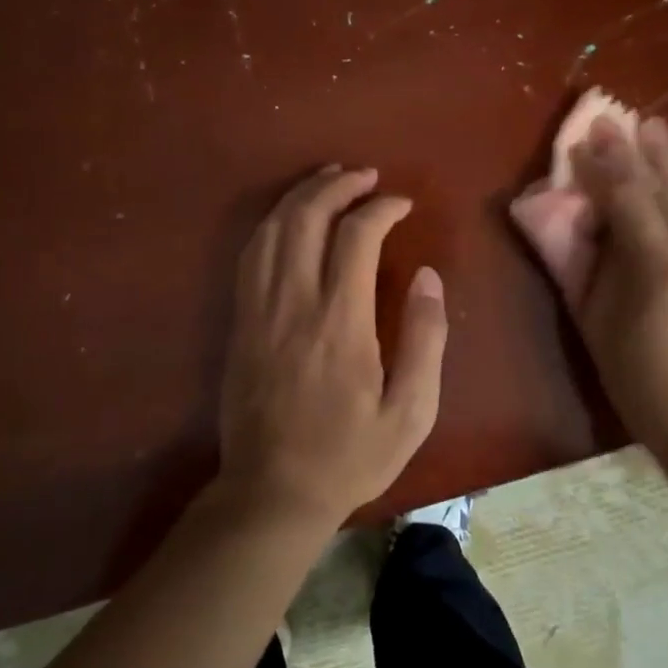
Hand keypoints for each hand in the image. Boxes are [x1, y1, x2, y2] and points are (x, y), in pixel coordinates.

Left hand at [216, 165, 447, 529]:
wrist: (272, 492)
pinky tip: (289, 217)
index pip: (357, 236)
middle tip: (365, 175)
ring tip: (330, 180)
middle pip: (307, 217)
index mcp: (341, 322)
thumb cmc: (350, 455)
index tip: (402, 204)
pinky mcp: (240, 320)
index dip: (381, 208)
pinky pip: (250, 253)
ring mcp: (259, 309)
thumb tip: (427, 276)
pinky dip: (272, 222)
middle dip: (337, 185)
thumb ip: (425, 339)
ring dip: (302, 195)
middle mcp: (294, 302)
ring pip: (273, 228)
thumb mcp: (411, 412)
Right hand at [510, 115, 667, 473]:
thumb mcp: (599, 331)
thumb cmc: (647, 390)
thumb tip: (585, 222)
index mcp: (661, 270)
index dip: (605, 167)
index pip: (627, 201)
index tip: (589, 136)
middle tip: (622, 118)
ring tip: (661, 131)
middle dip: (640, 153)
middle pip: (667, 192)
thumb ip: (589, 270)